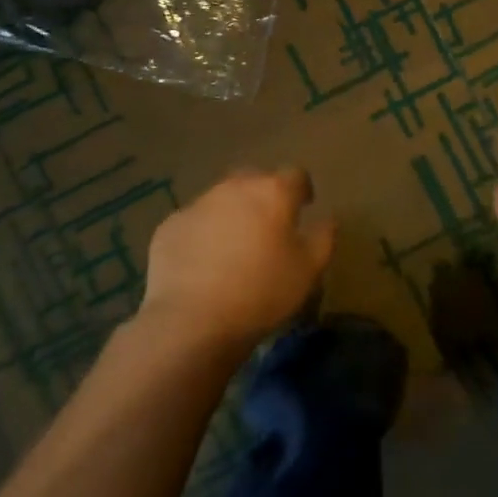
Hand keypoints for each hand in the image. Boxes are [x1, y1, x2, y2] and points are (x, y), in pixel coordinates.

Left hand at [141, 167, 334, 351]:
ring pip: (221, 199)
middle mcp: (234, 187)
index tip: (304, 208)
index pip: (295, 175)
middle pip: (255, 179)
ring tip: (234, 247)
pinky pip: (194, 222)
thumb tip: (327, 219)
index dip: (302, 190)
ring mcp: (197, 204)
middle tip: (268, 227)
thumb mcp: (309, 271)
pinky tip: (203, 264)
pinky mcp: (170, 226)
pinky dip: (203, 234)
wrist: (192, 321)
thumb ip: (323, 238)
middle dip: (264, 196)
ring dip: (232, 213)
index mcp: (272, 192)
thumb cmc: (262, 292)